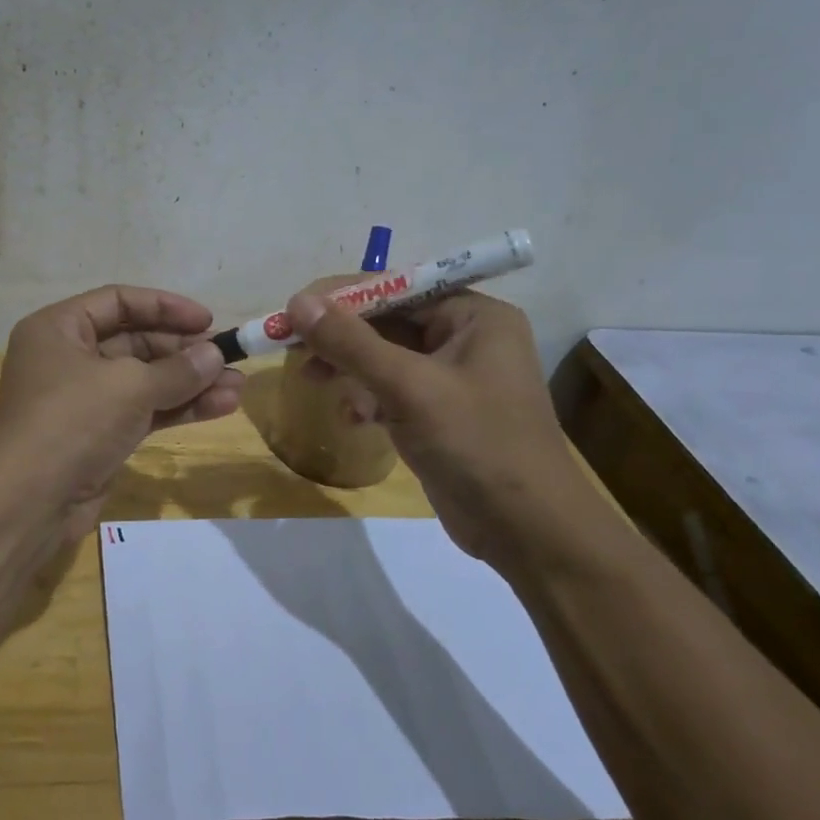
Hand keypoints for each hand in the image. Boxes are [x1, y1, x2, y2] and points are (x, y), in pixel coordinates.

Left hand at [0, 286, 245, 536]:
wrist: (30, 502)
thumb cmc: (72, 422)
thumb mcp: (129, 386)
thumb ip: (177, 369)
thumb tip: (214, 355)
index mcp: (59, 328)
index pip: (118, 301)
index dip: (165, 307)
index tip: (208, 320)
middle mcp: (68, 358)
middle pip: (135, 341)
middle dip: (184, 352)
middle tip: (228, 358)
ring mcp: (84, 399)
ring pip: (145, 380)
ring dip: (190, 383)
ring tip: (238, 387)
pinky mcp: (99, 435)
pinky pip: (144, 410)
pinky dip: (178, 408)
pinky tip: (220, 407)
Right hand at [286, 287, 605, 575]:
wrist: (528, 532)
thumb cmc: (476, 445)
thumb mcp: (408, 388)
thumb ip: (351, 343)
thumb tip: (297, 302)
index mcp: (474, 316)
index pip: (396, 288)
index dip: (341, 297)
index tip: (292, 310)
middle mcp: (466, 338)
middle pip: (387, 322)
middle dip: (341, 338)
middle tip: (292, 349)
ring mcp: (453, 378)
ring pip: (384, 358)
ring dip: (349, 369)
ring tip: (311, 381)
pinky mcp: (440, 414)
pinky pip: (392, 390)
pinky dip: (367, 398)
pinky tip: (354, 419)